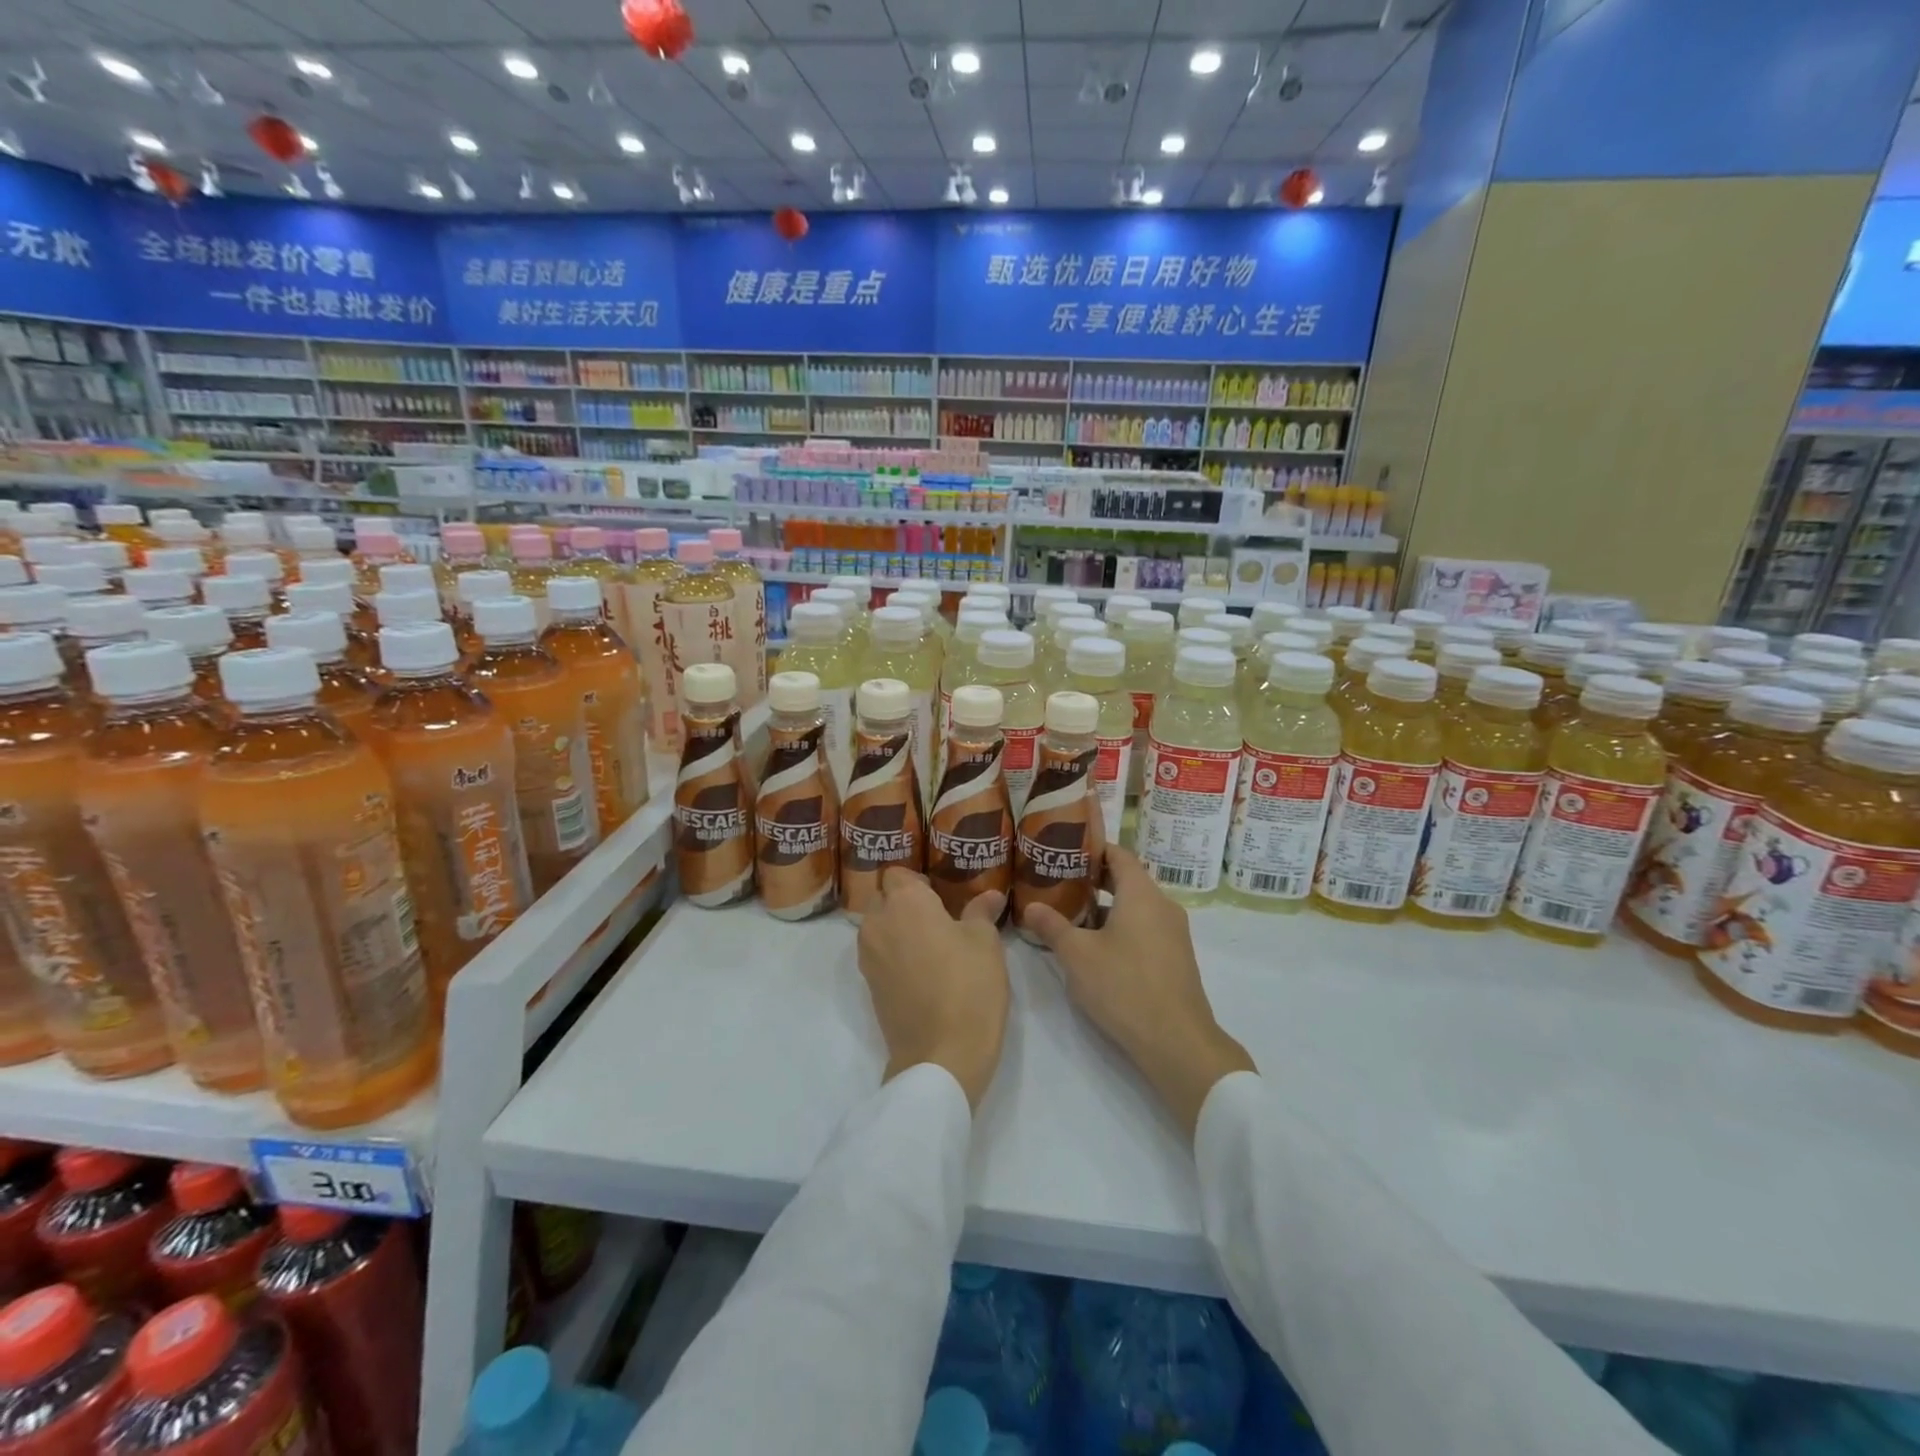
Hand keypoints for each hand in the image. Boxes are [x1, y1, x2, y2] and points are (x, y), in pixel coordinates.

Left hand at [856, 868, 1009, 1111]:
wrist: (941, 1056)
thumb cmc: (969, 986)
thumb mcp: (985, 943)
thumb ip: (981, 912)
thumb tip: (990, 895)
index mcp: (905, 902)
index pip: (898, 873)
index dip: (919, 881)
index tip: (942, 894)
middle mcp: (878, 923)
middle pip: (884, 898)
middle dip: (905, 903)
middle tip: (940, 918)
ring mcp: (868, 956)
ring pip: (879, 927)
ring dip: (898, 929)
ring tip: (933, 945)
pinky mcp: (869, 986)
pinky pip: (879, 955)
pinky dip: (895, 955)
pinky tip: (924, 970)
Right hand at [1023, 846, 1254, 1138]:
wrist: (1177, 1040)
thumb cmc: (1124, 986)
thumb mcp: (1077, 955)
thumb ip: (1052, 926)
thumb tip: (1030, 906)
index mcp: (1141, 894)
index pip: (1119, 854)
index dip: (1093, 848)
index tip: (1065, 851)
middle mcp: (1162, 905)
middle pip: (1127, 879)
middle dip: (1093, 879)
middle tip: (1059, 882)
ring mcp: (1173, 932)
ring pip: (1135, 906)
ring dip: (1105, 907)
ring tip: (1071, 915)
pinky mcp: (1175, 957)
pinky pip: (1145, 927)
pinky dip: (1121, 926)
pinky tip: (1096, 947)